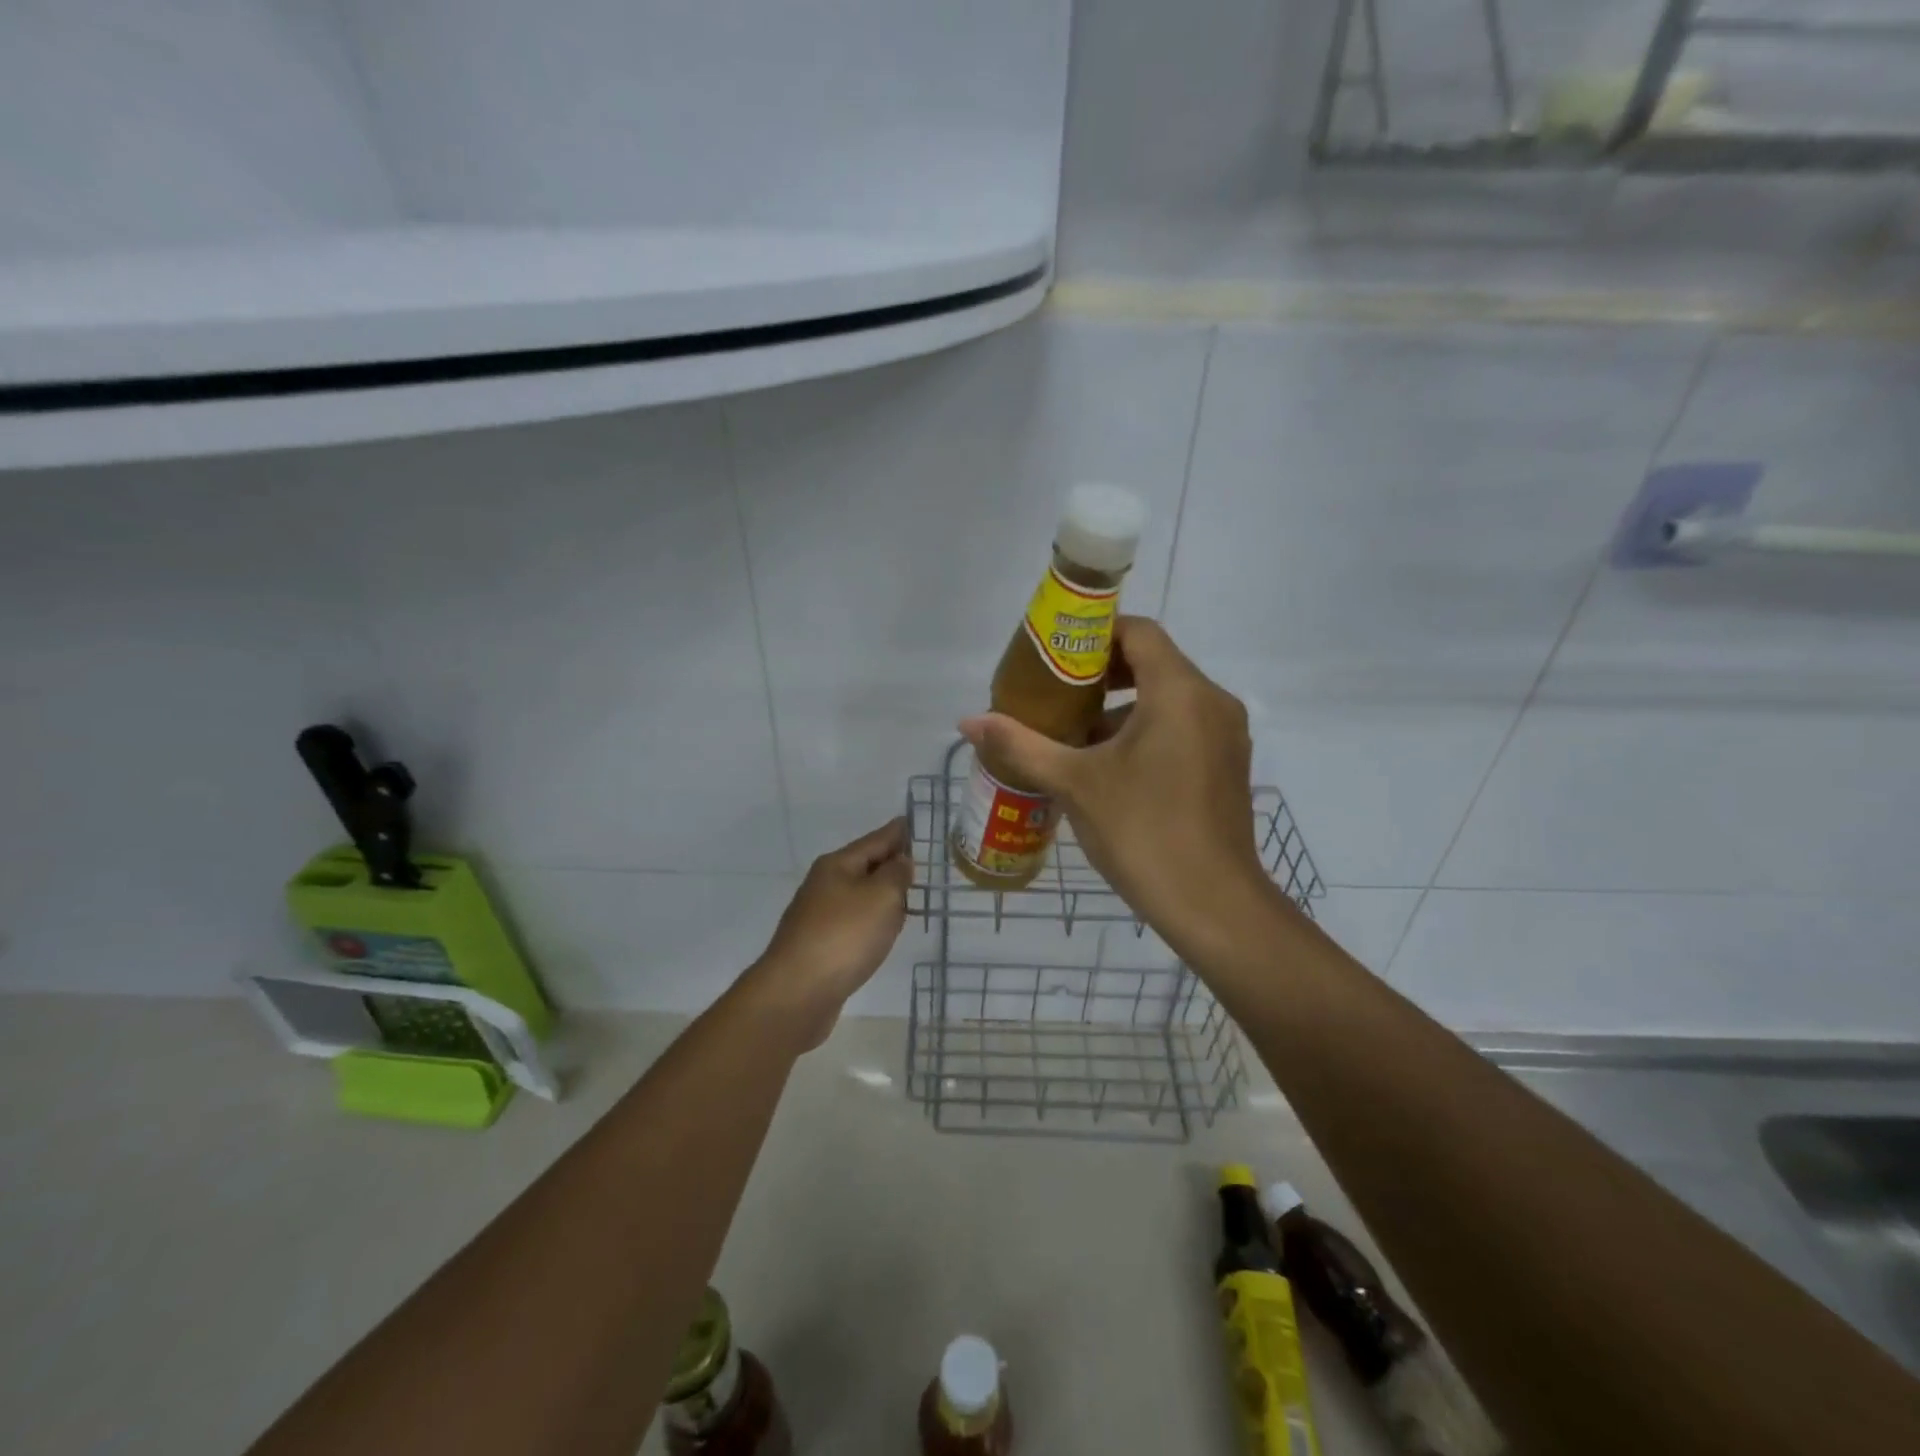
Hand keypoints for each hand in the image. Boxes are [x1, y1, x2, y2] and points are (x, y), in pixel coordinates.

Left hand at [742, 817, 911, 1050]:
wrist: (797, 993)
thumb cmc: (844, 936)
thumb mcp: (881, 896)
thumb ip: (896, 874)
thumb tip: (900, 861)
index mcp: (837, 865)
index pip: (875, 840)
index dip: (896, 832)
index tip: (911, 821)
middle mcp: (824, 885)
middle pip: (864, 866)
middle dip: (889, 863)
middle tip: (917, 862)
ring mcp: (818, 916)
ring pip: (859, 896)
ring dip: (881, 895)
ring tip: (906, 897)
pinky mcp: (819, 946)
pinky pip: (853, 923)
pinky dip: (872, 921)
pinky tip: (882, 933)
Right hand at [959, 618, 1271, 958]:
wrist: (1213, 905)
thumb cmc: (1143, 832)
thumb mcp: (1074, 783)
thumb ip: (1021, 745)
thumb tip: (968, 722)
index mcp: (1179, 692)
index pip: (1139, 632)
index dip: (1094, 634)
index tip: (1055, 655)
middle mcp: (1211, 702)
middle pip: (1153, 662)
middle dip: (1101, 673)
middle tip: (1055, 693)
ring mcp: (1225, 735)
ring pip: (1167, 698)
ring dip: (1121, 707)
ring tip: (1072, 734)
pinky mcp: (1227, 765)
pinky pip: (1182, 726)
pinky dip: (1145, 730)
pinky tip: (1108, 766)